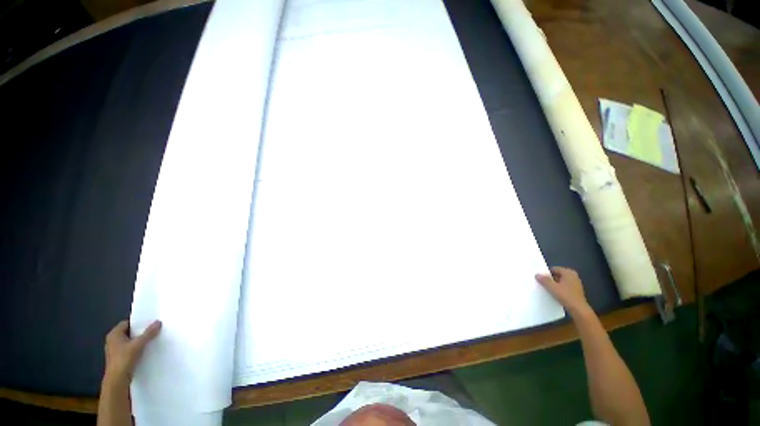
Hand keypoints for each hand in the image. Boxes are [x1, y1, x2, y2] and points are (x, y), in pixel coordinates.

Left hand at [103, 320, 161, 387]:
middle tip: (153, 330)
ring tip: (151, 340)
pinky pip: (129, 348)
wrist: (117, 380)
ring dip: (139, 341)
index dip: (138, 322)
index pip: (127, 323)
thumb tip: (158, 322)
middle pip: (129, 332)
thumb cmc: (124, 359)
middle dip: (140, 332)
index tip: (150, 322)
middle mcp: (112, 340)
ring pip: (129, 341)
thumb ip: (149, 333)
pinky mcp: (118, 358)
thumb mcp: (139, 344)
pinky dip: (136, 348)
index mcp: (114, 334)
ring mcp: (114, 350)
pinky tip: (145, 350)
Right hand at [535, 267, 590, 315]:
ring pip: (561, 281)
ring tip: (546, 288)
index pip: (553, 269)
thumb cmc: (566, 296)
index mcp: (568, 272)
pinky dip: (559, 288)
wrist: (579, 309)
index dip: (546, 273)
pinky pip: (564, 286)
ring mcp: (576, 283)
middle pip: (557, 275)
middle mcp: (573, 276)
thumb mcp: (552, 287)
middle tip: (541, 282)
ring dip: (554, 284)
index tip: (539, 278)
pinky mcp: (576, 290)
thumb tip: (537, 274)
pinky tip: (554, 293)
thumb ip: (544, 280)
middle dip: (550, 278)